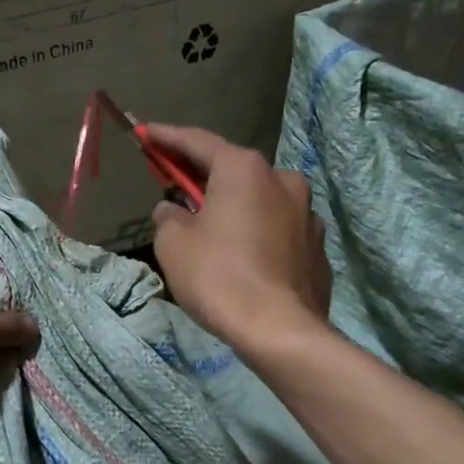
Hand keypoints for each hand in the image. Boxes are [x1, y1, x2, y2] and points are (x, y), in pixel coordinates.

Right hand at [144, 125, 331, 352]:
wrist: (280, 331)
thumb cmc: (219, 276)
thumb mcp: (173, 242)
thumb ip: (168, 216)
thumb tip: (175, 210)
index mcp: (244, 170)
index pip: (197, 141)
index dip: (166, 137)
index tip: (146, 132)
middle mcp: (282, 180)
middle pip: (233, 170)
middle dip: (202, 175)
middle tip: (175, 181)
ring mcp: (307, 214)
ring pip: (259, 200)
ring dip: (234, 206)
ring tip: (212, 227)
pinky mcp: (318, 247)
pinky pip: (277, 230)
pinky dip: (256, 233)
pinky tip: (242, 255)